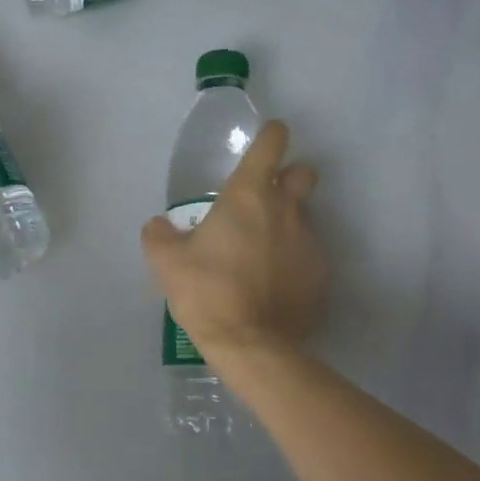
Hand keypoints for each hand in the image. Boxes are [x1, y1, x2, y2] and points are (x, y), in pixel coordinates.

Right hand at [141, 120, 327, 362]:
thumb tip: (159, 226)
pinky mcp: (320, 274)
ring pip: (304, 217)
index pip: (272, 145)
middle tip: (265, 198)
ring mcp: (309, 242)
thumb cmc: (207, 292)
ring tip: (260, 254)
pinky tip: (273, 284)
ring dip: (286, 224)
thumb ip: (159, 236)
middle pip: (304, 173)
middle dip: (291, 176)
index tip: (268, 138)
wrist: (252, 344)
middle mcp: (286, 210)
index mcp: (248, 196)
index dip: (271, 135)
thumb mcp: (166, 263)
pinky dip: (293, 261)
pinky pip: (308, 255)